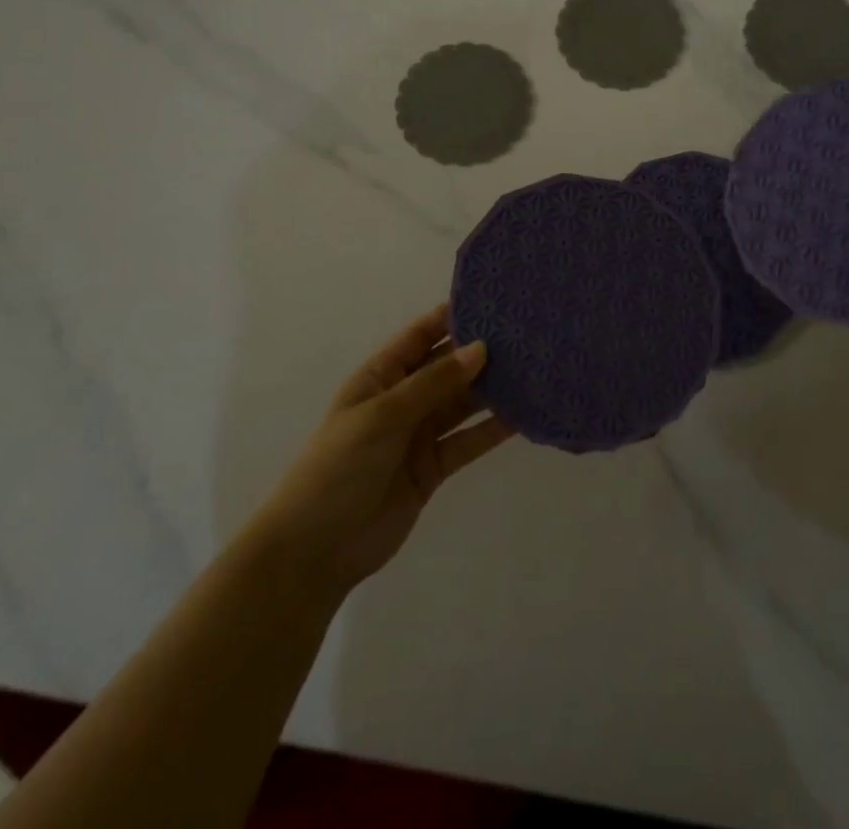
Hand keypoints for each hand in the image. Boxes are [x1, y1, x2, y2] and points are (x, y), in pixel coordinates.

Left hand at [256, 305, 513, 594]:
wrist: (314, 551)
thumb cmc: (338, 467)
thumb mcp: (383, 415)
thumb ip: (434, 383)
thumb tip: (481, 348)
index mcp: (381, 376)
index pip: (421, 335)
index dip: (452, 316)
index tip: (494, 299)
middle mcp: (403, 399)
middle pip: (448, 367)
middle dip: (481, 351)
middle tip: (527, 333)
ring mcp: (419, 434)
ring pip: (463, 402)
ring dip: (493, 388)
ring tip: (534, 368)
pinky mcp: (433, 467)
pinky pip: (468, 440)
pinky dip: (493, 429)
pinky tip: (524, 415)